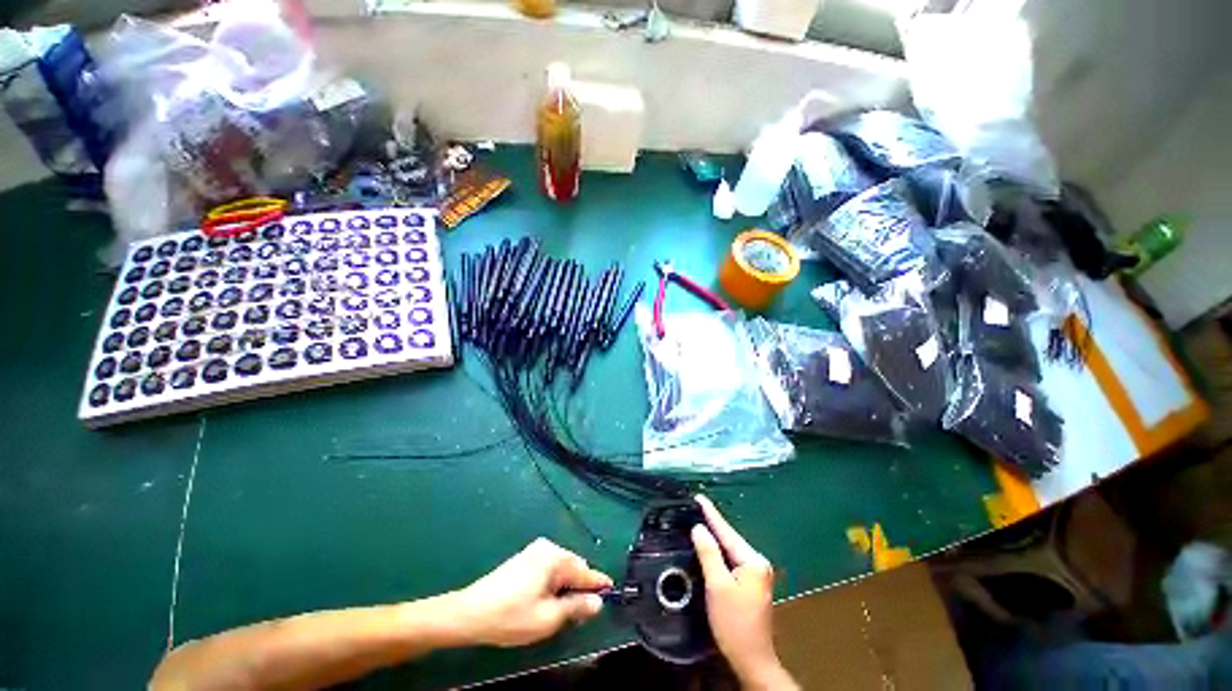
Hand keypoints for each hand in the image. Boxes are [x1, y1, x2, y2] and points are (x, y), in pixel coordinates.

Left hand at [453, 538, 612, 647]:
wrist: (469, 612)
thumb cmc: (511, 616)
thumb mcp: (548, 618)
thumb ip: (576, 607)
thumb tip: (597, 602)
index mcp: (556, 558)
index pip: (586, 571)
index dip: (599, 585)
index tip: (610, 595)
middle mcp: (549, 548)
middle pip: (575, 568)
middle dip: (579, 588)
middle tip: (576, 616)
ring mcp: (535, 550)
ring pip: (562, 569)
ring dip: (565, 587)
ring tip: (557, 612)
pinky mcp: (525, 557)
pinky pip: (549, 568)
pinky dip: (553, 583)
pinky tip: (543, 601)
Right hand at [692, 496, 797, 690]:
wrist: (752, 659)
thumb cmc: (734, 623)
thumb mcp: (718, 586)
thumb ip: (709, 554)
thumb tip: (699, 528)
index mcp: (753, 561)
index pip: (727, 532)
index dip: (711, 514)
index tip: (699, 497)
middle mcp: (758, 563)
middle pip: (730, 539)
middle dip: (712, 524)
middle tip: (694, 507)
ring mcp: (756, 574)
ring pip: (730, 549)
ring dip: (715, 538)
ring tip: (699, 520)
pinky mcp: (751, 584)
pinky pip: (731, 560)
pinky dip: (719, 552)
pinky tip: (709, 546)